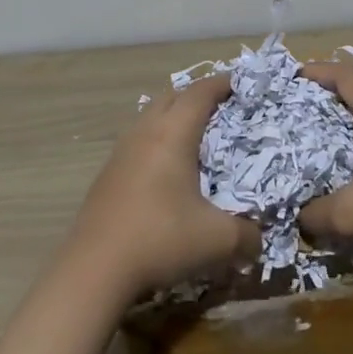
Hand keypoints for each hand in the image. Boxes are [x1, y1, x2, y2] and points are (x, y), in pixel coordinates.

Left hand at [69, 75, 259, 298]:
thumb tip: (258, 240)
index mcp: (172, 135)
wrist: (94, 270)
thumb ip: (248, 236)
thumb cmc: (161, 239)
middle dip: (196, 95)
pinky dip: (156, 142)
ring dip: (172, 118)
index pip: (199, 93)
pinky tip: (165, 172)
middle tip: (221, 107)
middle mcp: (144, 134)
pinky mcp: (106, 176)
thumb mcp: (218, 240)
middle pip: (171, 97)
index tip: (240, 82)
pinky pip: (137, 143)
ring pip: (149, 118)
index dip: (221, 83)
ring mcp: (120, 154)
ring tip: (194, 137)